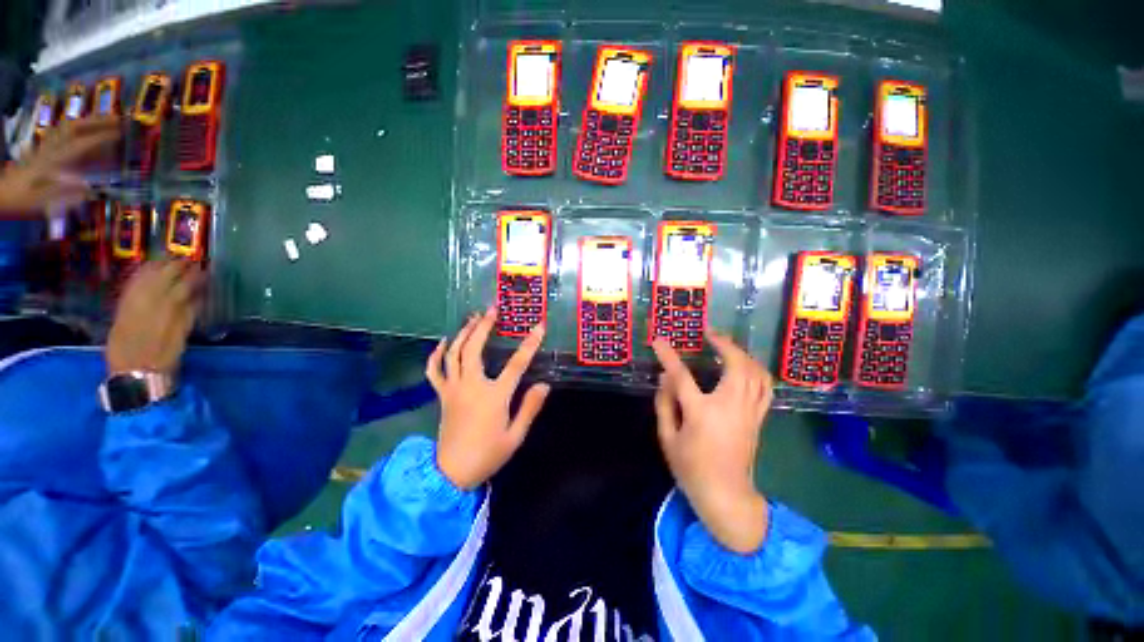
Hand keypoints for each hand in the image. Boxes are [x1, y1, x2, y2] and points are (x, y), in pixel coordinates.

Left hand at [0, 115, 120, 216]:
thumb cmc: (21, 200)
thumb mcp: (44, 204)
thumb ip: (65, 195)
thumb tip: (88, 189)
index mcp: (54, 161)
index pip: (82, 145)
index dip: (102, 138)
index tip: (122, 133)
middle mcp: (51, 151)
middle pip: (74, 130)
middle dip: (96, 123)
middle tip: (118, 119)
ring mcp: (45, 150)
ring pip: (66, 130)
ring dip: (86, 123)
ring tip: (103, 120)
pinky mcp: (41, 153)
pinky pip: (59, 137)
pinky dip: (71, 131)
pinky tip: (78, 130)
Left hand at [106, 261, 204, 376]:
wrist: (132, 379)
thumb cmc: (161, 364)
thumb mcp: (178, 343)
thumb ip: (184, 319)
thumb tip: (196, 298)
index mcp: (165, 318)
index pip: (180, 290)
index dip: (191, 278)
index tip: (203, 269)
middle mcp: (146, 309)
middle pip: (161, 283)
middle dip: (175, 269)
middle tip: (188, 259)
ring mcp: (131, 310)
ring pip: (144, 283)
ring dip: (157, 269)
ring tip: (169, 260)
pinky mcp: (121, 312)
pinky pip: (130, 289)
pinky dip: (139, 277)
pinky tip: (145, 270)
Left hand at [426, 309, 549, 489]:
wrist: (451, 473)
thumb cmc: (487, 454)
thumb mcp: (515, 435)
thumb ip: (530, 407)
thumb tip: (544, 384)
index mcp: (494, 396)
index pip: (516, 364)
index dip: (530, 344)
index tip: (539, 326)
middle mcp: (471, 386)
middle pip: (474, 349)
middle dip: (483, 326)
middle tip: (491, 310)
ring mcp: (453, 389)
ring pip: (453, 354)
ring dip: (463, 333)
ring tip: (473, 318)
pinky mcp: (442, 395)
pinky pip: (434, 371)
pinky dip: (436, 354)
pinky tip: (444, 342)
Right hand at [653, 331, 773, 553]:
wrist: (727, 495)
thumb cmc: (692, 468)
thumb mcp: (668, 438)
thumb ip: (664, 405)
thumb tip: (665, 378)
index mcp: (702, 413)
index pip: (682, 376)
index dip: (668, 356)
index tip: (659, 340)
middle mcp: (730, 407)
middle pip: (736, 365)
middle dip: (724, 344)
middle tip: (710, 334)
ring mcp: (749, 412)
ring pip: (756, 373)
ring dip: (742, 354)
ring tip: (727, 345)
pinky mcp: (759, 418)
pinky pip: (765, 387)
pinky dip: (757, 370)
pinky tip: (746, 366)